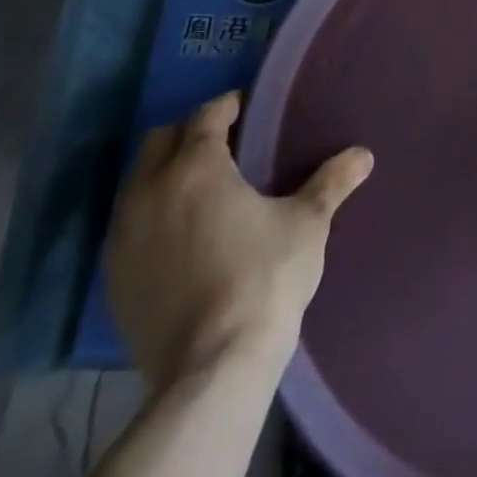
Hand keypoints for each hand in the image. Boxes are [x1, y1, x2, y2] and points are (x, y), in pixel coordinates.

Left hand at [105, 91, 373, 390]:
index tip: (249, 110)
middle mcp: (149, 192)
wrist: (212, 369)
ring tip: (202, 191)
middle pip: (160, 141)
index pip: (207, 115)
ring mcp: (124, 237)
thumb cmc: (265, 279)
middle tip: (226, 147)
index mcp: (196, 168)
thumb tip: (363, 154)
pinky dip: (151, 216)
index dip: (230, 107)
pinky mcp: (113, 278)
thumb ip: (331, 182)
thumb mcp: (307, 224)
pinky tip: (180, 237)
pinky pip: (128, 226)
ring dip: (165, 174)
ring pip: (137, 182)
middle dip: (190, 134)